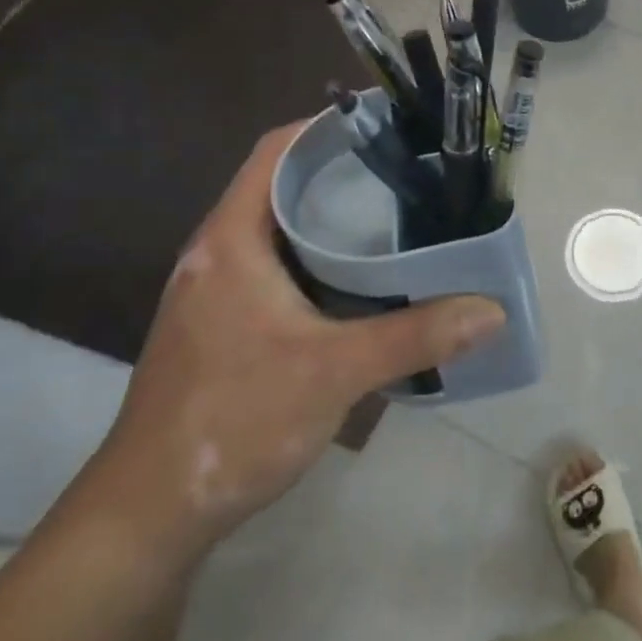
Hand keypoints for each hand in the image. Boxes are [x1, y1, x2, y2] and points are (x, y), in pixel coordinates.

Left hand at [89, 122, 505, 561]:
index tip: (388, 126)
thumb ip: (416, 336)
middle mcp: (218, 253)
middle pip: (283, 187)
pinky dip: (321, 262)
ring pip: (282, 232)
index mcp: (231, 240)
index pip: (276, 152)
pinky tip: (365, 284)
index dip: (327, 128)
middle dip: (344, 174)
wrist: (149, 514)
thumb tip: (492, 310)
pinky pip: (279, 269)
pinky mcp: (224, 326)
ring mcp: (217, 292)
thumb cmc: (233, 421)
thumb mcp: (334, 373)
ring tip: (399, 219)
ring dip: (333, 222)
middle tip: (410, 174)